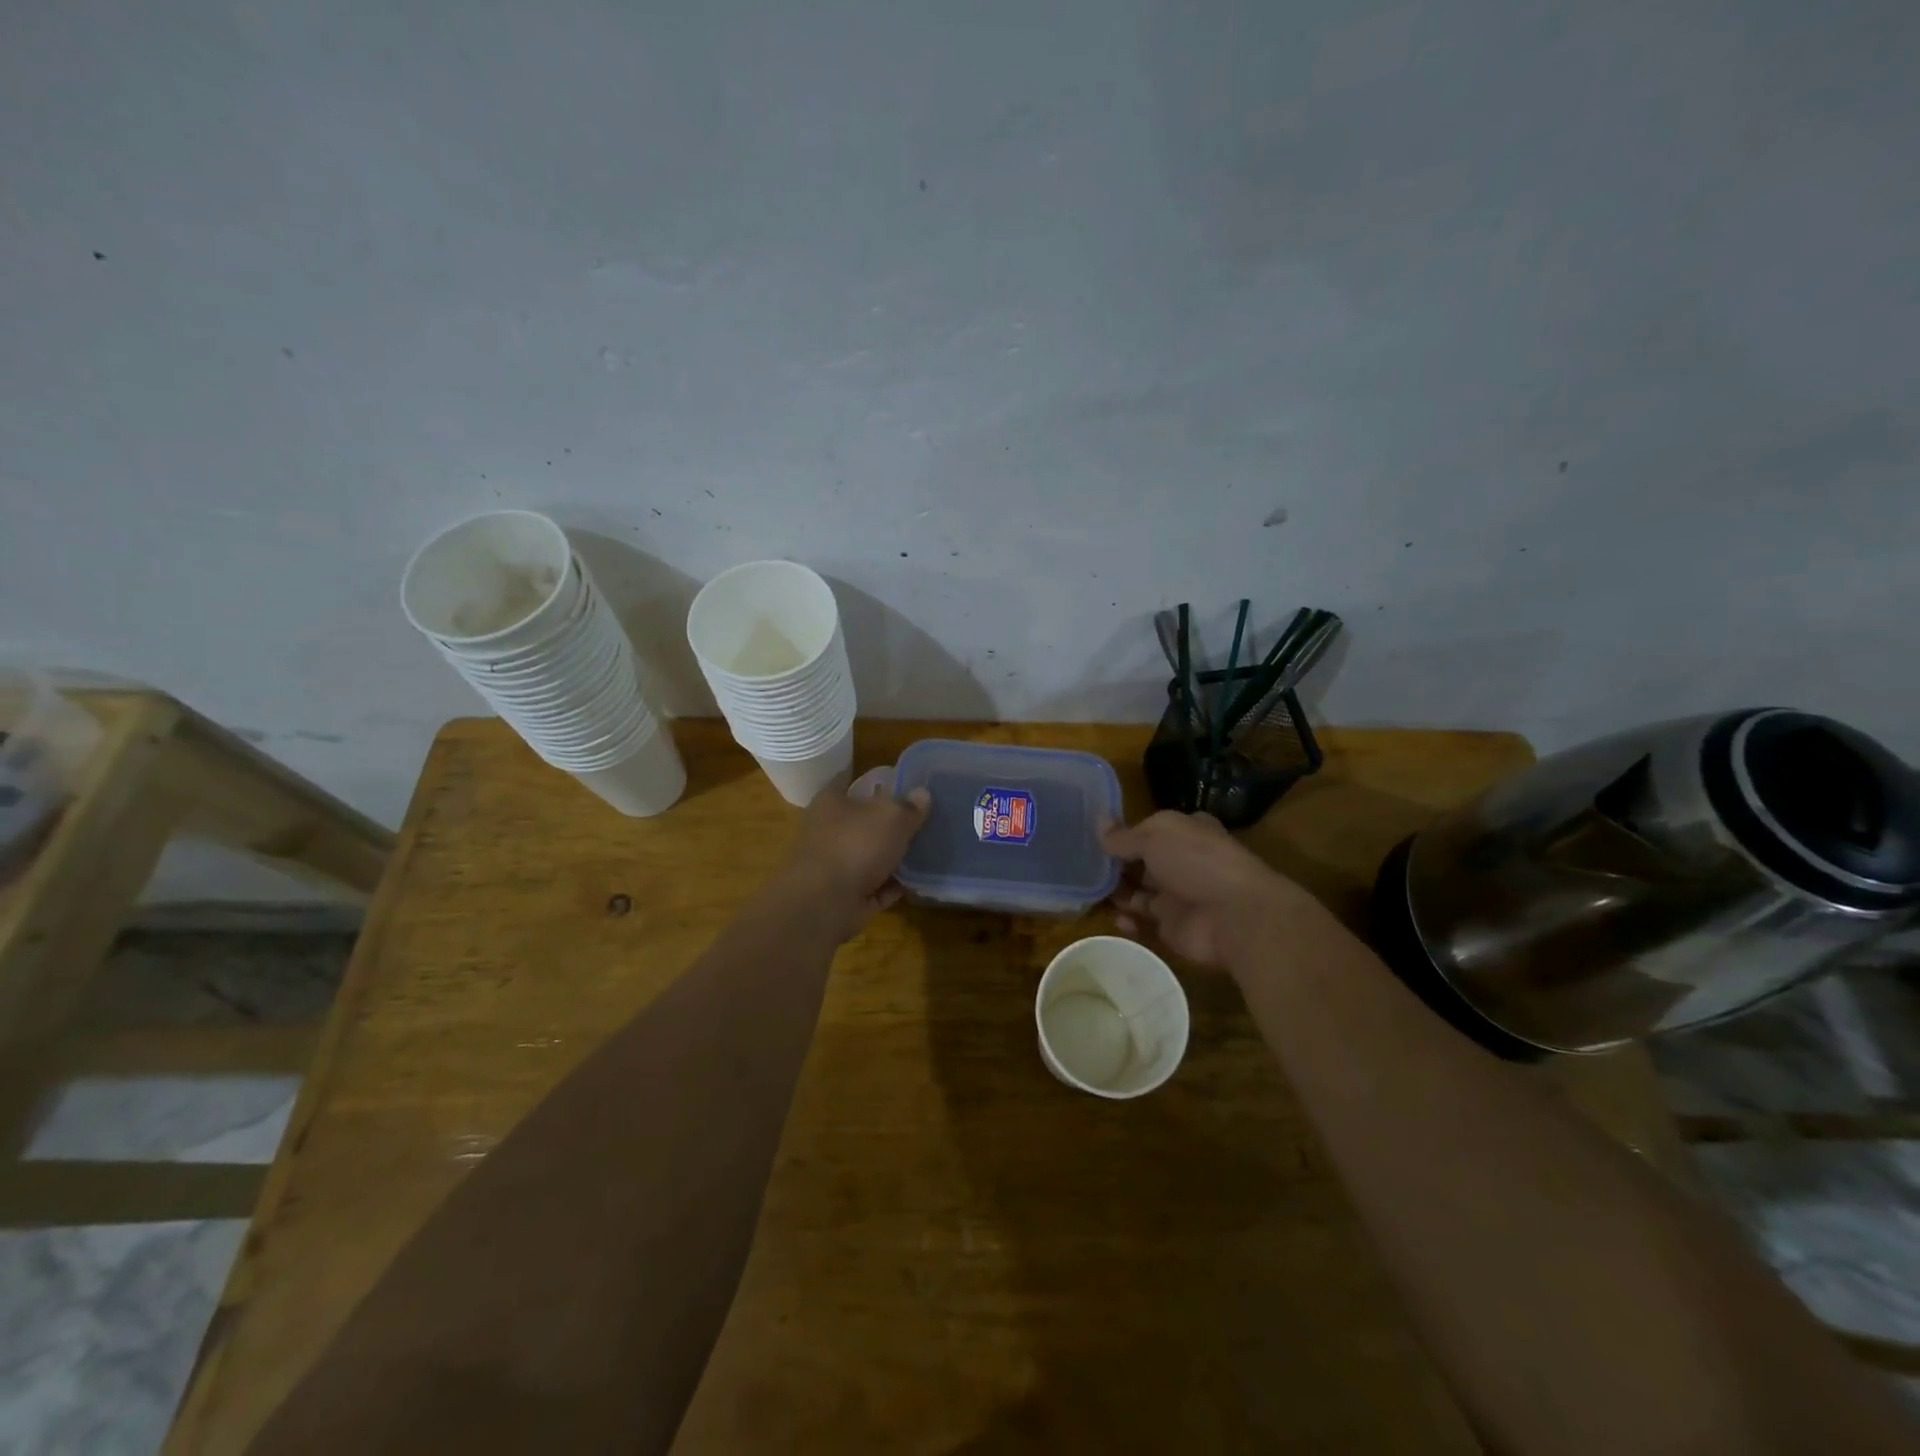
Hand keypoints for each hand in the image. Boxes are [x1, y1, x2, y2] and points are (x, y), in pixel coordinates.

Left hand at [777, 784, 931, 939]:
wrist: (825, 904)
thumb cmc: (855, 845)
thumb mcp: (891, 816)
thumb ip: (909, 806)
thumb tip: (922, 794)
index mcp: (831, 801)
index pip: (850, 780)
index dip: (875, 779)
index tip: (903, 781)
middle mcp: (829, 830)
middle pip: (863, 820)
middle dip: (889, 821)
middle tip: (924, 818)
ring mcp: (836, 865)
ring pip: (870, 855)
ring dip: (893, 856)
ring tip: (927, 849)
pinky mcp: (845, 896)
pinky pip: (876, 886)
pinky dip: (893, 885)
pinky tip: (918, 881)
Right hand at [1103, 810, 1318, 970]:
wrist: (1235, 916)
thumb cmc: (1196, 861)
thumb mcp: (1155, 836)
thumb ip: (1123, 836)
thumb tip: (1098, 823)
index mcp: (1184, 833)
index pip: (1149, 830)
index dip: (1123, 833)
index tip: (1092, 837)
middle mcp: (1182, 863)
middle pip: (1141, 862)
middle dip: (1114, 865)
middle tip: (1082, 866)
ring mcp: (1178, 897)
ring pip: (1139, 893)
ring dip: (1117, 893)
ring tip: (1090, 892)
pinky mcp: (1173, 928)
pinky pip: (1144, 924)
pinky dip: (1128, 922)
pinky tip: (1117, 918)